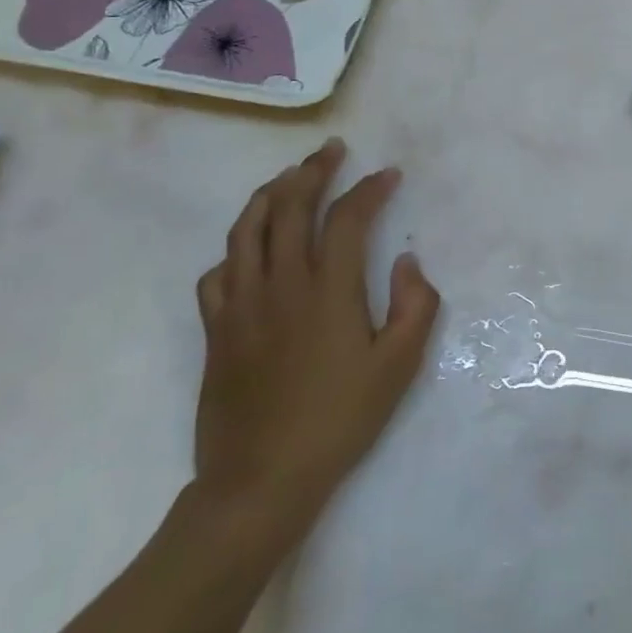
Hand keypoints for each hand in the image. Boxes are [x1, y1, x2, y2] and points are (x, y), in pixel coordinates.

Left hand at [192, 140, 438, 542]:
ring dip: (270, 194)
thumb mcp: (399, 367)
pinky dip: (236, 247)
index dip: (369, 189)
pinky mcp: (216, 330)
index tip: (387, 175)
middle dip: (313, 171)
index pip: (347, 218)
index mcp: (327, 290)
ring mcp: (241, 305)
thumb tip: (406, 261)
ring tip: (289, 177)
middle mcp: (280, 284)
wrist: (261, 481)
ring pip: (247, 229)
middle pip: (290, 207)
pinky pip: (218, 271)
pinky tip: (249, 248)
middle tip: (332, 151)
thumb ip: (415, 305)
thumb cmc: (339, 421)